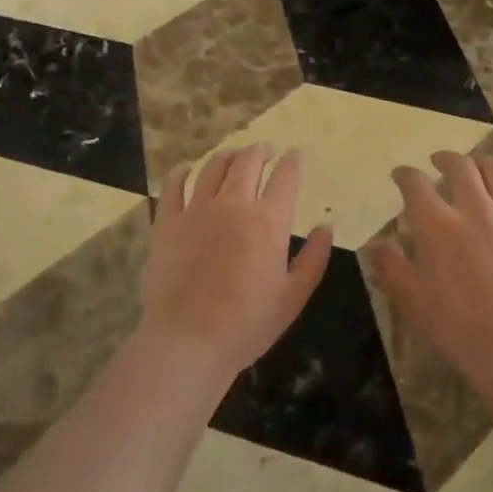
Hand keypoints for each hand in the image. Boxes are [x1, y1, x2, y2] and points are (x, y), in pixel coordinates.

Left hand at [142, 145, 332, 377]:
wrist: (188, 340)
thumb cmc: (247, 324)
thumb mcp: (293, 297)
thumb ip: (313, 259)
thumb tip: (325, 229)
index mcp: (268, 221)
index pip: (286, 177)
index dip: (293, 161)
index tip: (296, 155)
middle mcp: (233, 204)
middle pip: (248, 162)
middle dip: (260, 151)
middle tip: (265, 151)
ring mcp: (196, 209)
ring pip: (213, 167)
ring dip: (228, 156)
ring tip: (233, 156)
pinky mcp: (167, 221)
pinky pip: (173, 185)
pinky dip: (182, 171)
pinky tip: (187, 168)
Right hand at [372, 151, 492, 378]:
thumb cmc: (456, 326)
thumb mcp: (411, 300)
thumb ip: (391, 267)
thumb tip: (379, 245)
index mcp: (437, 224)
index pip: (415, 183)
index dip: (405, 175)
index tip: (400, 176)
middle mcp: (475, 210)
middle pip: (460, 166)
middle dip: (445, 159)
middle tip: (438, 163)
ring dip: (482, 165)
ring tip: (476, 169)